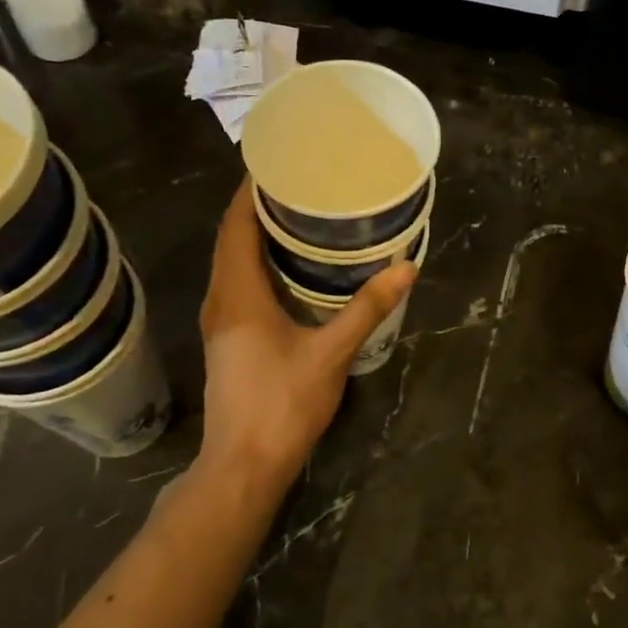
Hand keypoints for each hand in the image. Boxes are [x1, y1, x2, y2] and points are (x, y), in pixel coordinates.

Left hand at [192, 181, 414, 506]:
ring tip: (296, 212)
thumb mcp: (332, 353)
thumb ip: (367, 308)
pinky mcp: (228, 338)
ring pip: (231, 261)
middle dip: (257, 206)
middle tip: (298, 181)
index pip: (236, 226)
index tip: (279, 162)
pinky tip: (288, 264)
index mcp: (238, 295)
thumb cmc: (283, 405)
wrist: (245, 465)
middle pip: (231, 238)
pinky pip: (237, 282)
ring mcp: (221, 321)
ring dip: (255, 233)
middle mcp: (221, 300)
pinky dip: (256, 261)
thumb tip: (406, 266)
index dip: (252, 191)